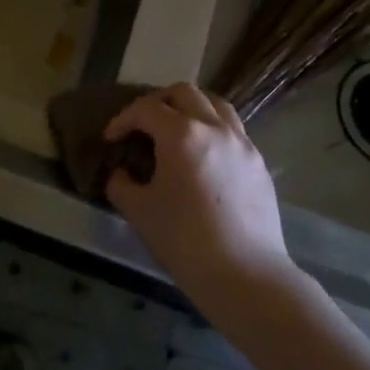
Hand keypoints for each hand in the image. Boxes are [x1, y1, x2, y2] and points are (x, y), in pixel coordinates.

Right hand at [104, 84, 294, 313]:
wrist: (245, 276)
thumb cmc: (184, 241)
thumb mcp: (139, 212)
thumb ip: (121, 184)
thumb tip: (122, 173)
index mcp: (182, 135)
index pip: (146, 109)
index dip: (122, 119)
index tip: (110, 138)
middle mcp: (215, 128)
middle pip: (184, 93)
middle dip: (157, 102)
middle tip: (141, 124)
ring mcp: (243, 144)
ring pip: (215, 104)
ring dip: (190, 107)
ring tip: (176, 128)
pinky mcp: (259, 163)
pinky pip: (233, 130)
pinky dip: (212, 129)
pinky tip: (203, 155)